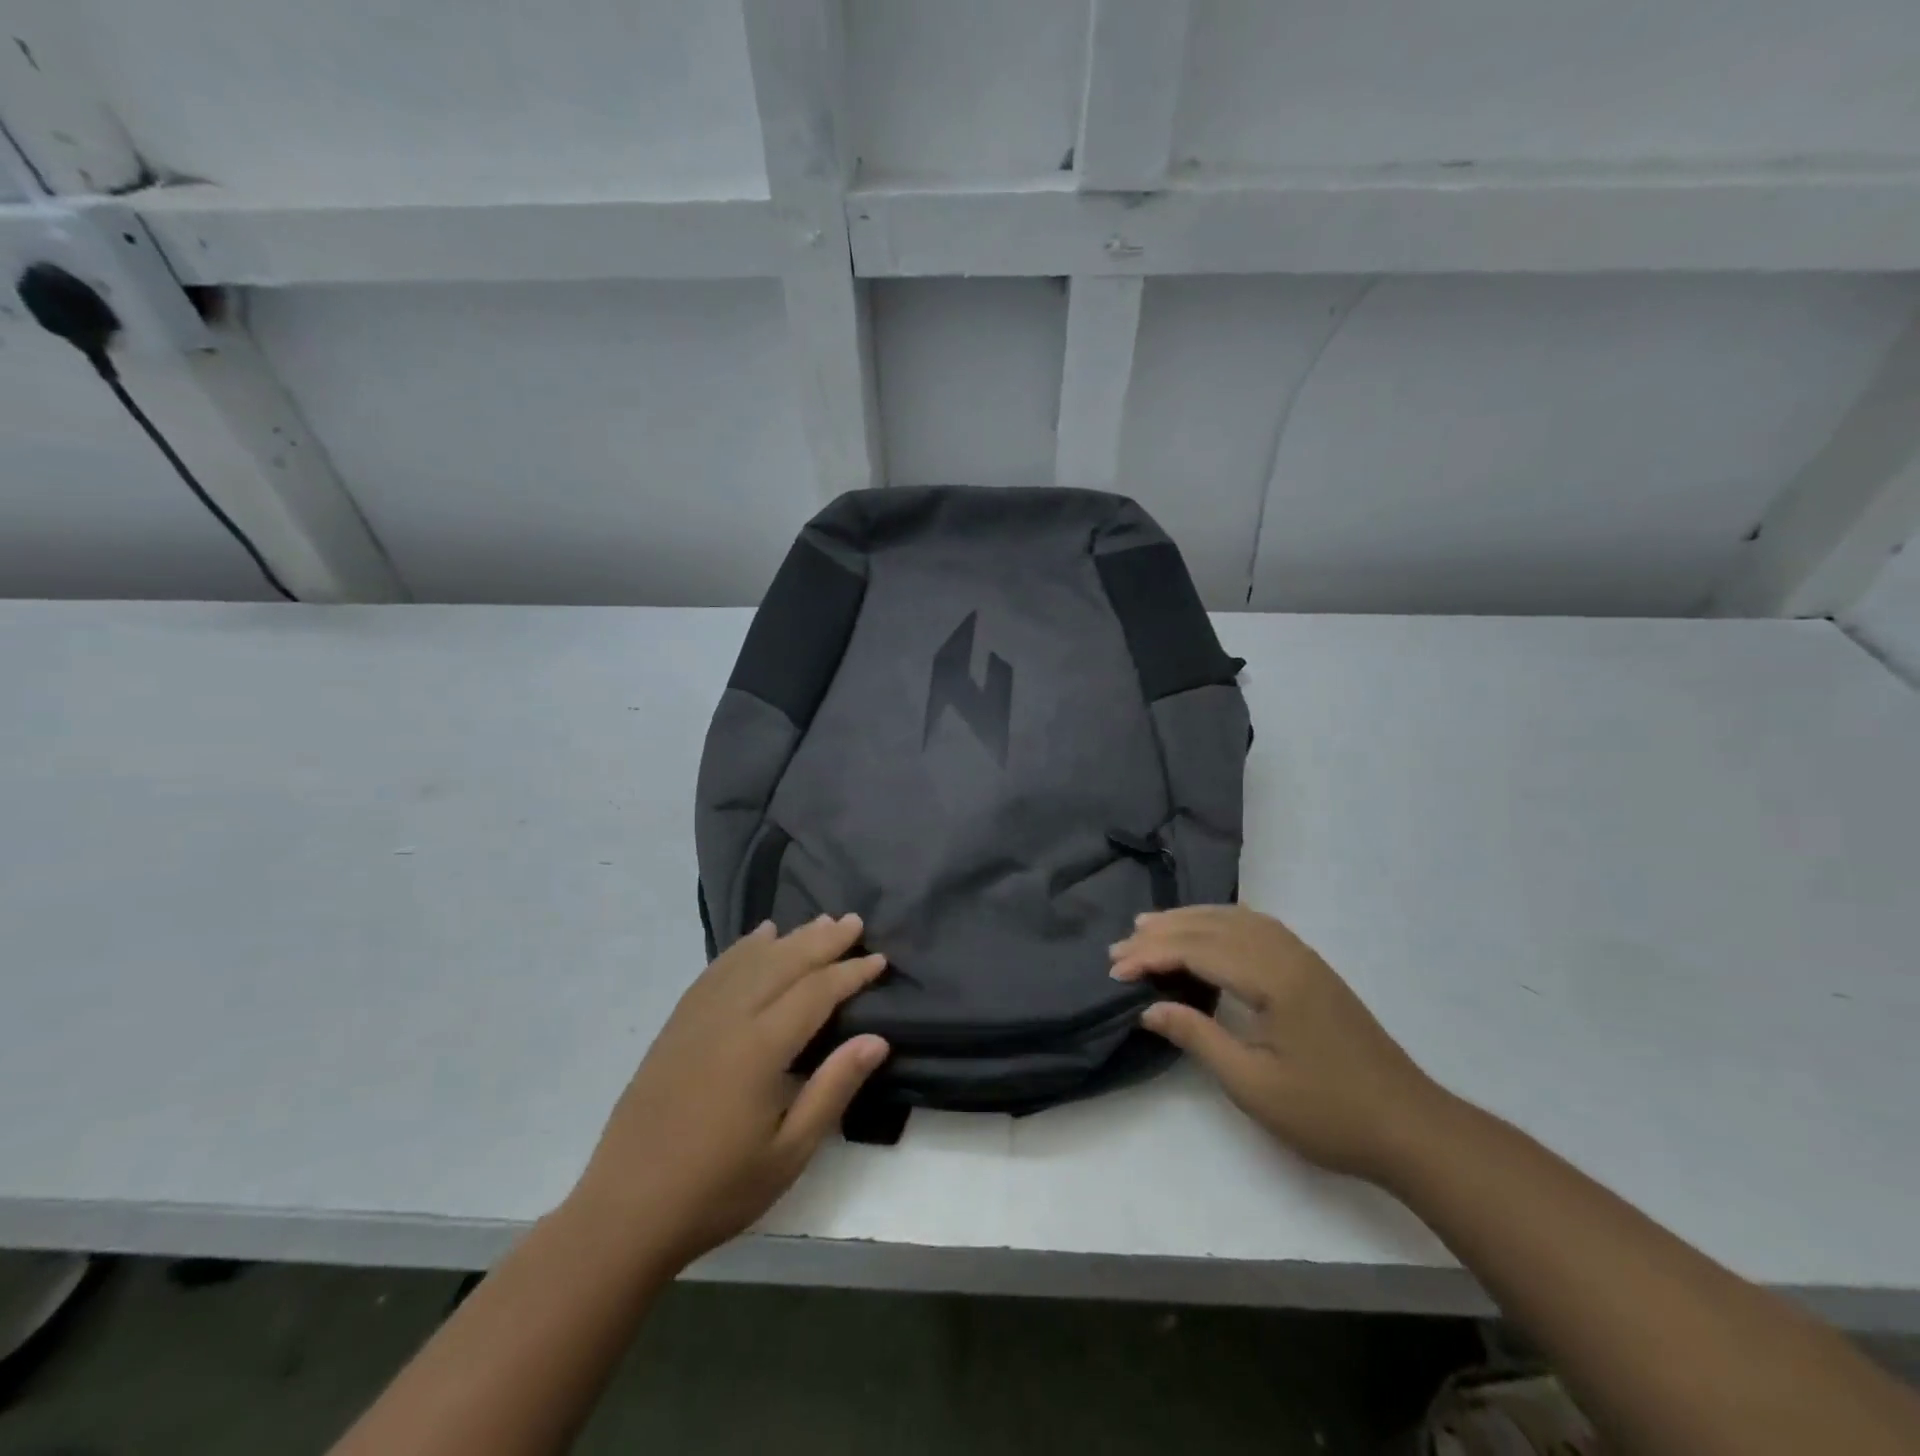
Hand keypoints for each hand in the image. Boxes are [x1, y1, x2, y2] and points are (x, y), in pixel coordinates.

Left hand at [569, 914, 889, 1273]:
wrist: (625, 1212)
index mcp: (760, 1050)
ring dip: (788, 938)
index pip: (815, 992)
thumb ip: (833, 1089)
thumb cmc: (717, 1190)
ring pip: (750, 961)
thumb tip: (877, 1039)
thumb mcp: (789, 1153)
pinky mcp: (676, 1026)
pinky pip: (715, 972)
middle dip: (823, 941)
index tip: (879, 959)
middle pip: (783, 963)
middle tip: (855, 922)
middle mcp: (729, 1019)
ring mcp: (697, 1018)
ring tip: (819, 922)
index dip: (850, 973)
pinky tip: (757, 937)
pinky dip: (742, 948)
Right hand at [1110, 905, 1442, 1182]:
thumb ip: (1198, 1037)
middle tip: (1119, 948)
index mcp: (1274, 980)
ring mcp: (1303, 957)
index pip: (1198, 950)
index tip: (1116, 971)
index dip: (1152, 955)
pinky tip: (1205, 930)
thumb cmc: (1329, 1113)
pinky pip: (1256, 926)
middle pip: (1213, 927)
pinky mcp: (1311, 967)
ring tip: (1148, 926)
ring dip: (1188, 920)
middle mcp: (1287, 955)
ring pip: (1234, 919)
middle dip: (1162, 933)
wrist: (1410, 1127)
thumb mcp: (1254, 1086)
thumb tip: (1149, 1008)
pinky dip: (1219, 921)